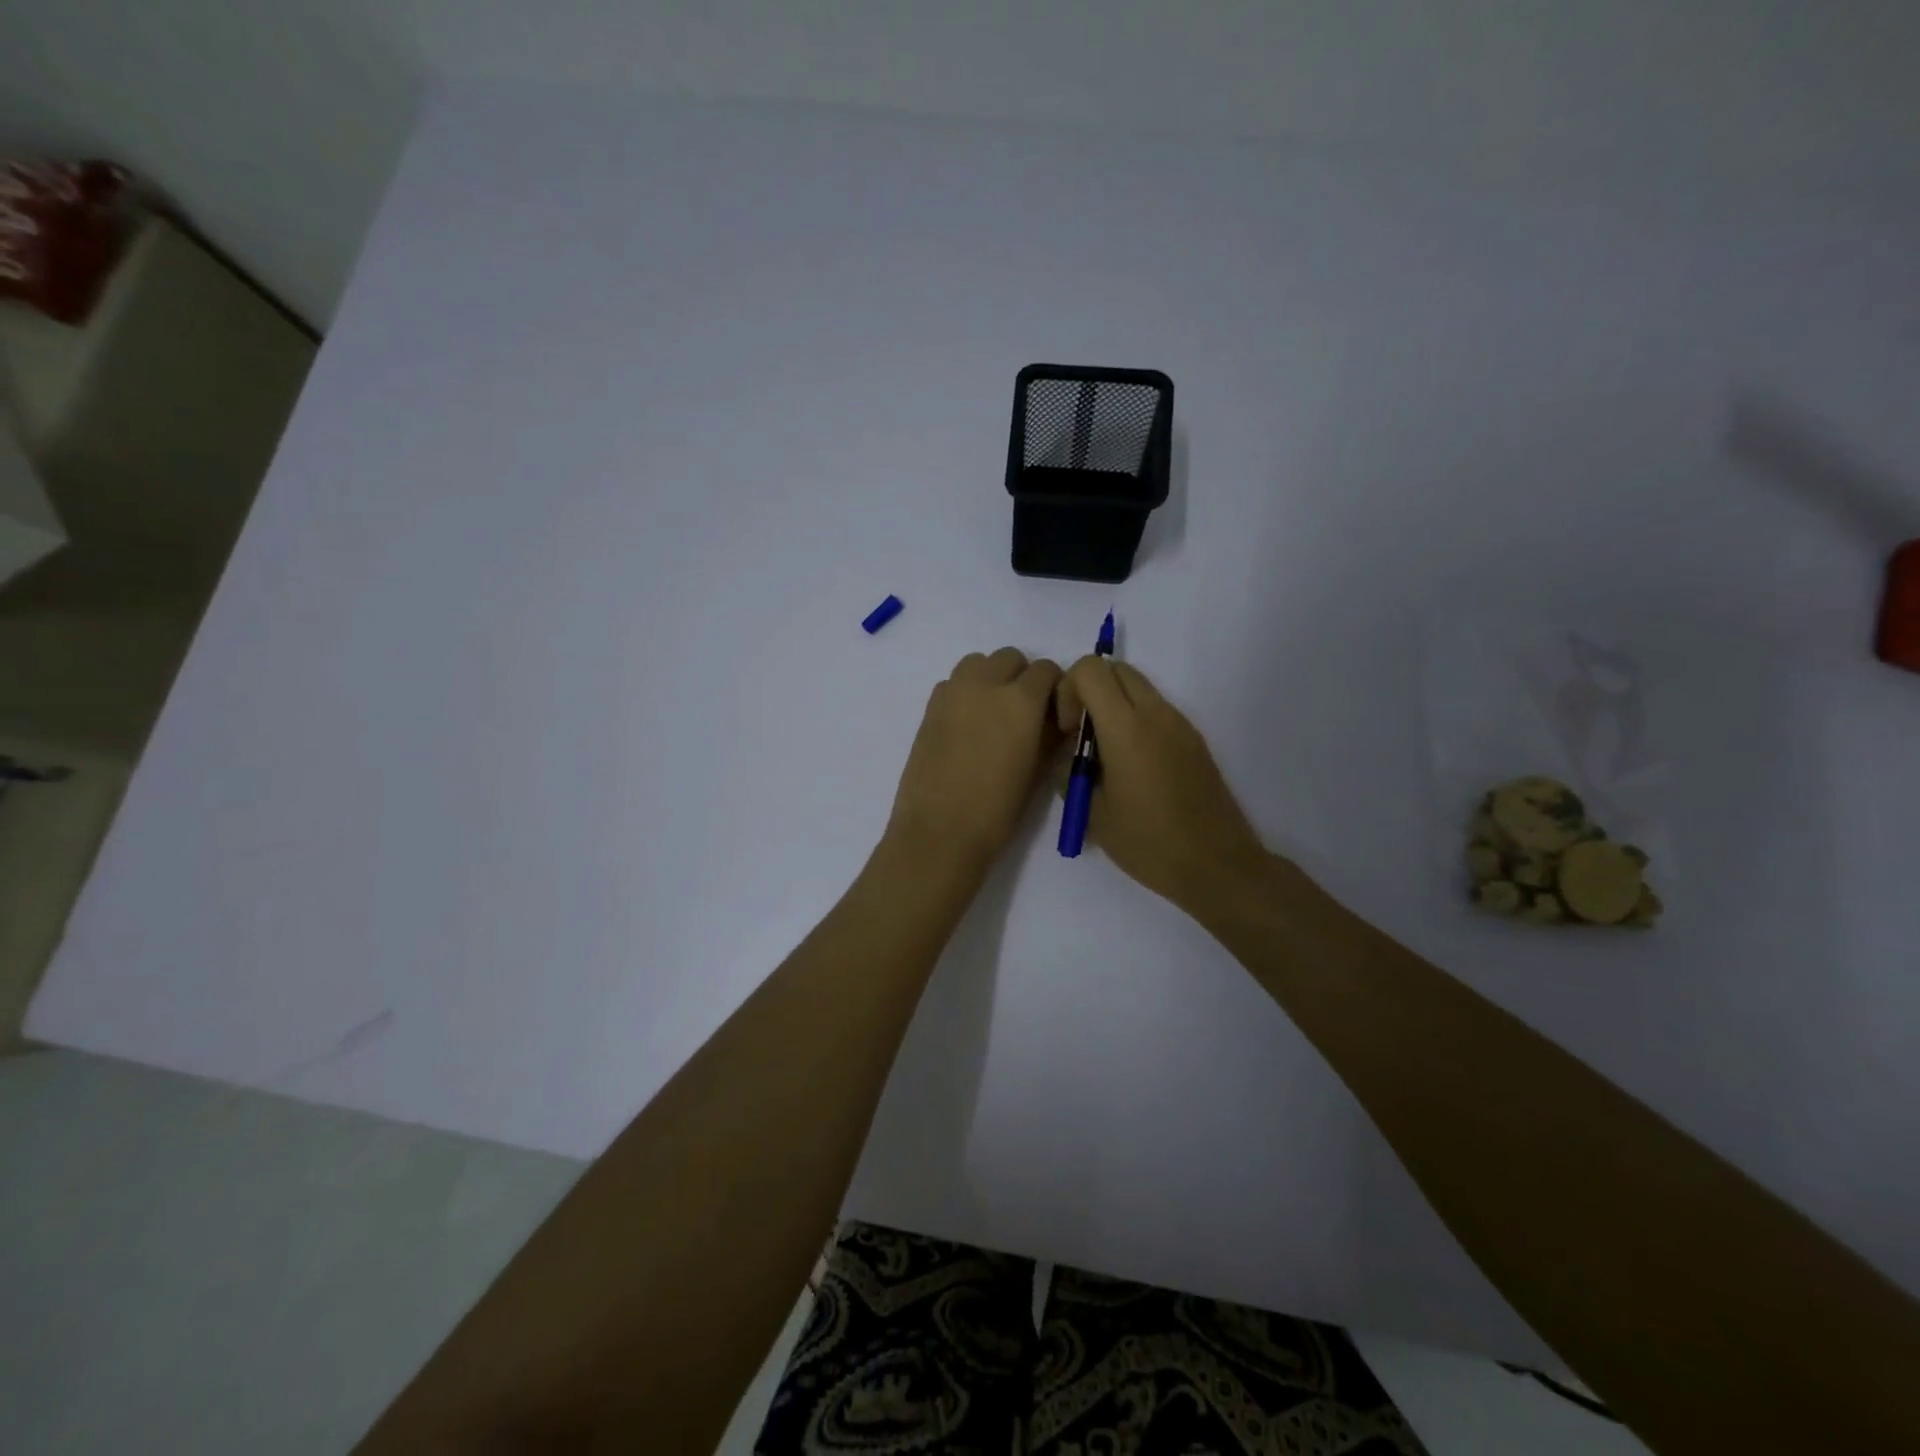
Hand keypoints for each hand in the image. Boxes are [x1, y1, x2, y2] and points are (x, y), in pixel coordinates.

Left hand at [887, 648, 1063, 869]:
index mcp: (1020, 700)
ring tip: (993, 712)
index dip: (1054, 688)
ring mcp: (952, 692)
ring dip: (991, 677)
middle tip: (1024, 711)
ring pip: (977, 663)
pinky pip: (953, 683)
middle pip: (1009, 658)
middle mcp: (985, 684)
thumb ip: (1051, 734)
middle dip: (1021, 676)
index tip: (1053, 712)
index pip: (1046, 669)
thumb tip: (1057, 719)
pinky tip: (967, 724)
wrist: (939, 831)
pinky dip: (965, 691)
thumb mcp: (1038, 771)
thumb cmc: (997, 809)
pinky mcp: (929, 707)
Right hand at [1054, 656, 1268, 913]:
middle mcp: (1156, 714)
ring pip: (1138, 687)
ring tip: (1106, 755)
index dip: (1068, 690)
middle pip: (1116, 668)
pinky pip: (1156, 710)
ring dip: (1113, 705)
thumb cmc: (1149, 843)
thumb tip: (1070, 755)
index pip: (1090, 669)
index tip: (1068, 731)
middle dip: (1089, 690)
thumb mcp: (1092, 813)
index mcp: (1127, 728)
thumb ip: (1070, 772)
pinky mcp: (1194, 740)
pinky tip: (1133, 768)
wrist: (1217, 865)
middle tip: (1082, 735)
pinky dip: (1135, 720)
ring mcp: (1180, 724)